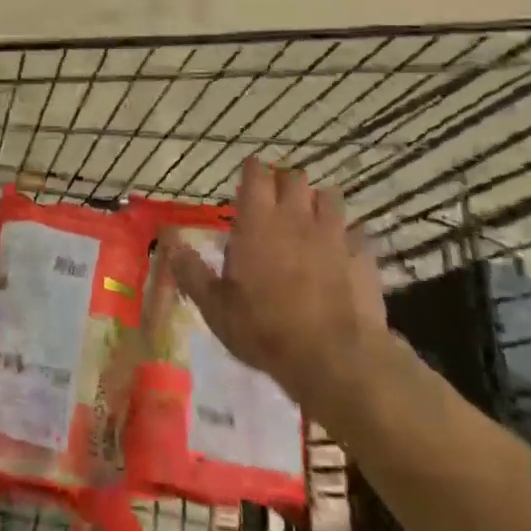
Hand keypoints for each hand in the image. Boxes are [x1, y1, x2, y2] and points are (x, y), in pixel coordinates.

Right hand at [167, 158, 392, 427]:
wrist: (335, 358)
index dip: (252, 171)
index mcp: (258, 220)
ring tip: (312, 220)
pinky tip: (343, 251)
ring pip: (330, 195)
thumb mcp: (216, 307)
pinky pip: (357, 231)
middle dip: (285, 183)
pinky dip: (349, 235)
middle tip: (277, 201)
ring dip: (319, 202)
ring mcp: (334, 232)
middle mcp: (296, 215)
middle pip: (295, 177)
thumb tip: (168, 239)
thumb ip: (191, 270)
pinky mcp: (362, 255)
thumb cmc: (265, 330)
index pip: (256, 173)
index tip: (248, 178)